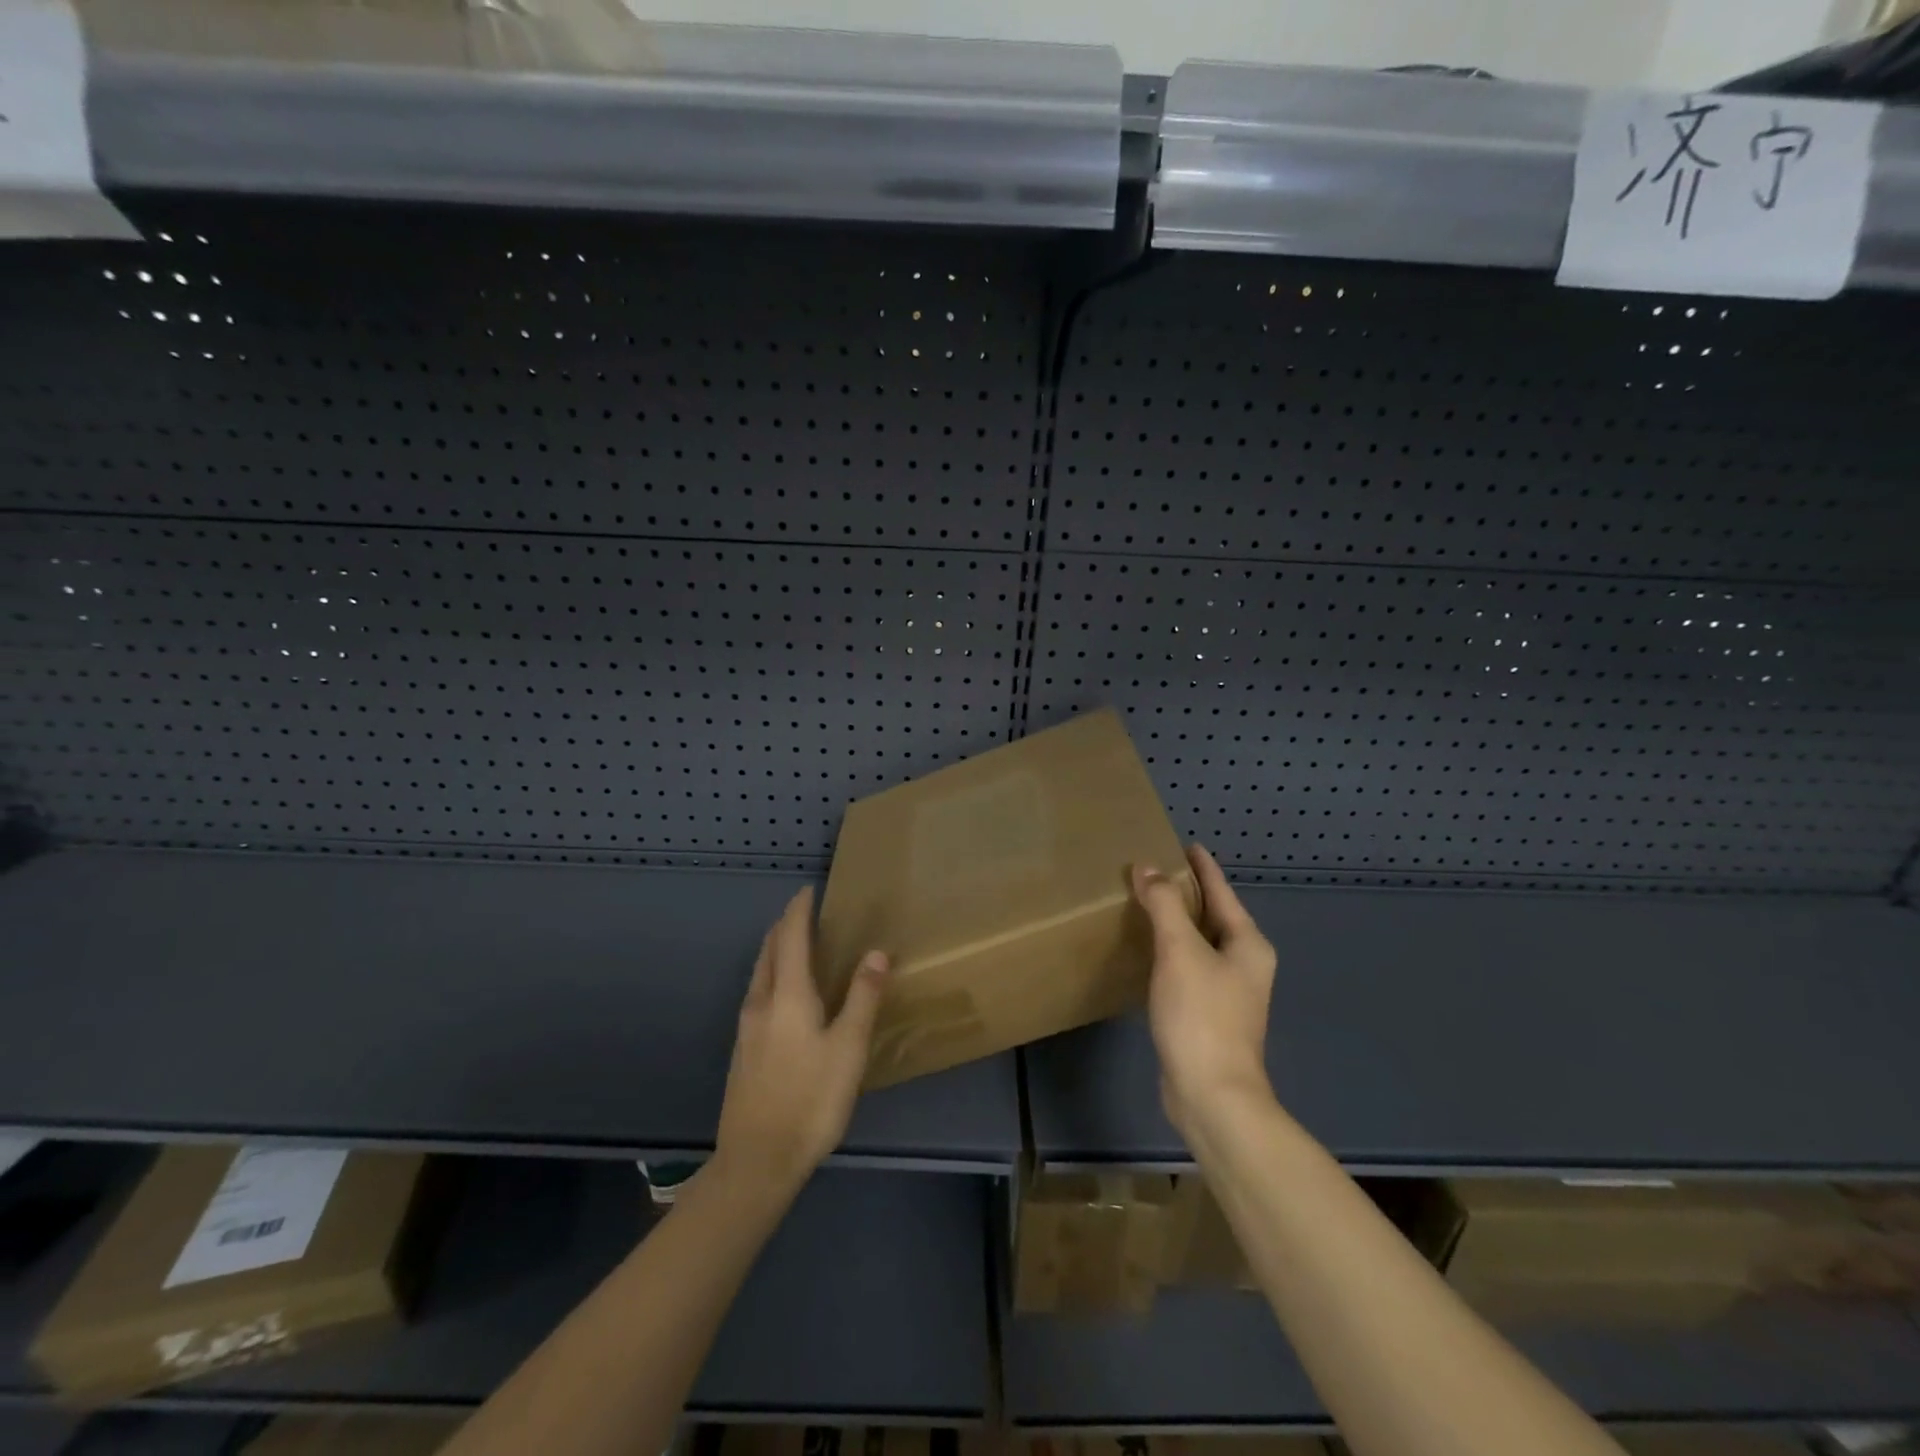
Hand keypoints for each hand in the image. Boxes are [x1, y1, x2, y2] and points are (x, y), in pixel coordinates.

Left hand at [713, 887, 889, 1203]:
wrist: (757, 1161)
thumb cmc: (811, 1099)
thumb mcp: (848, 1048)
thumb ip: (862, 997)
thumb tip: (876, 952)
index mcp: (787, 995)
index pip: (791, 937)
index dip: (799, 910)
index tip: (809, 889)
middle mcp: (761, 1002)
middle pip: (770, 950)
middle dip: (785, 926)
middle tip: (806, 912)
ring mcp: (747, 1028)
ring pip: (760, 973)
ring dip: (777, 950)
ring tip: (797, 945)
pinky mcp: (743, 1050)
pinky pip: (758, 993)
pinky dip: (773, 975)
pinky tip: (786, 994)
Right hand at [1131, 843, 1277, 1141]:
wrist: (1212, 1095)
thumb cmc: (1202, 1015)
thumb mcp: (1180, 951)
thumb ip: (1163, 905)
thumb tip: (1147, 868)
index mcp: (1247, 944)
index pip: (1222, 892)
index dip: (1203, 867)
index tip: (1185, 843)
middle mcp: (1244, 964)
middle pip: (1213, 916)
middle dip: (1186, 893)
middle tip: (1154, 870)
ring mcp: (1228, 992)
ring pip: (1199, 943)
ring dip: (1175, 923)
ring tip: (1145, 903)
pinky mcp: (1207, 1014)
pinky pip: (1188, 968)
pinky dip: (1170, 951)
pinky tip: (1147, 951)